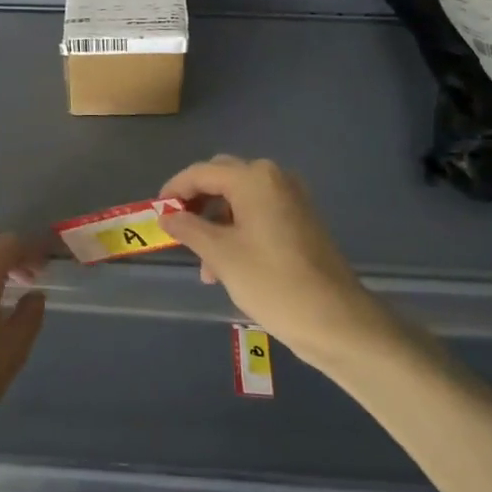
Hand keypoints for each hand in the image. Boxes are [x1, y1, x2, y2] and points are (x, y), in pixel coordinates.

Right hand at [159, 156, 389, 368]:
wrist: (336, 319)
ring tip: (204, 265)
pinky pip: (258, 213)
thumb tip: (167, 215)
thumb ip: (188, 229)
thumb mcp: (221, 255)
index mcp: (254, 179)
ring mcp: (291, 198)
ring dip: (216, 222)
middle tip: (177, 230)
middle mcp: (274, 178)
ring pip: (239, 199)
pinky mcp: (301, 220)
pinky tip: (228, 266)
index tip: (156, 213)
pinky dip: (237, 230)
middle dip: (196, 203)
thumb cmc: (272, 282)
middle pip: (222, 179)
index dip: (174, 190)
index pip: (201, 172)